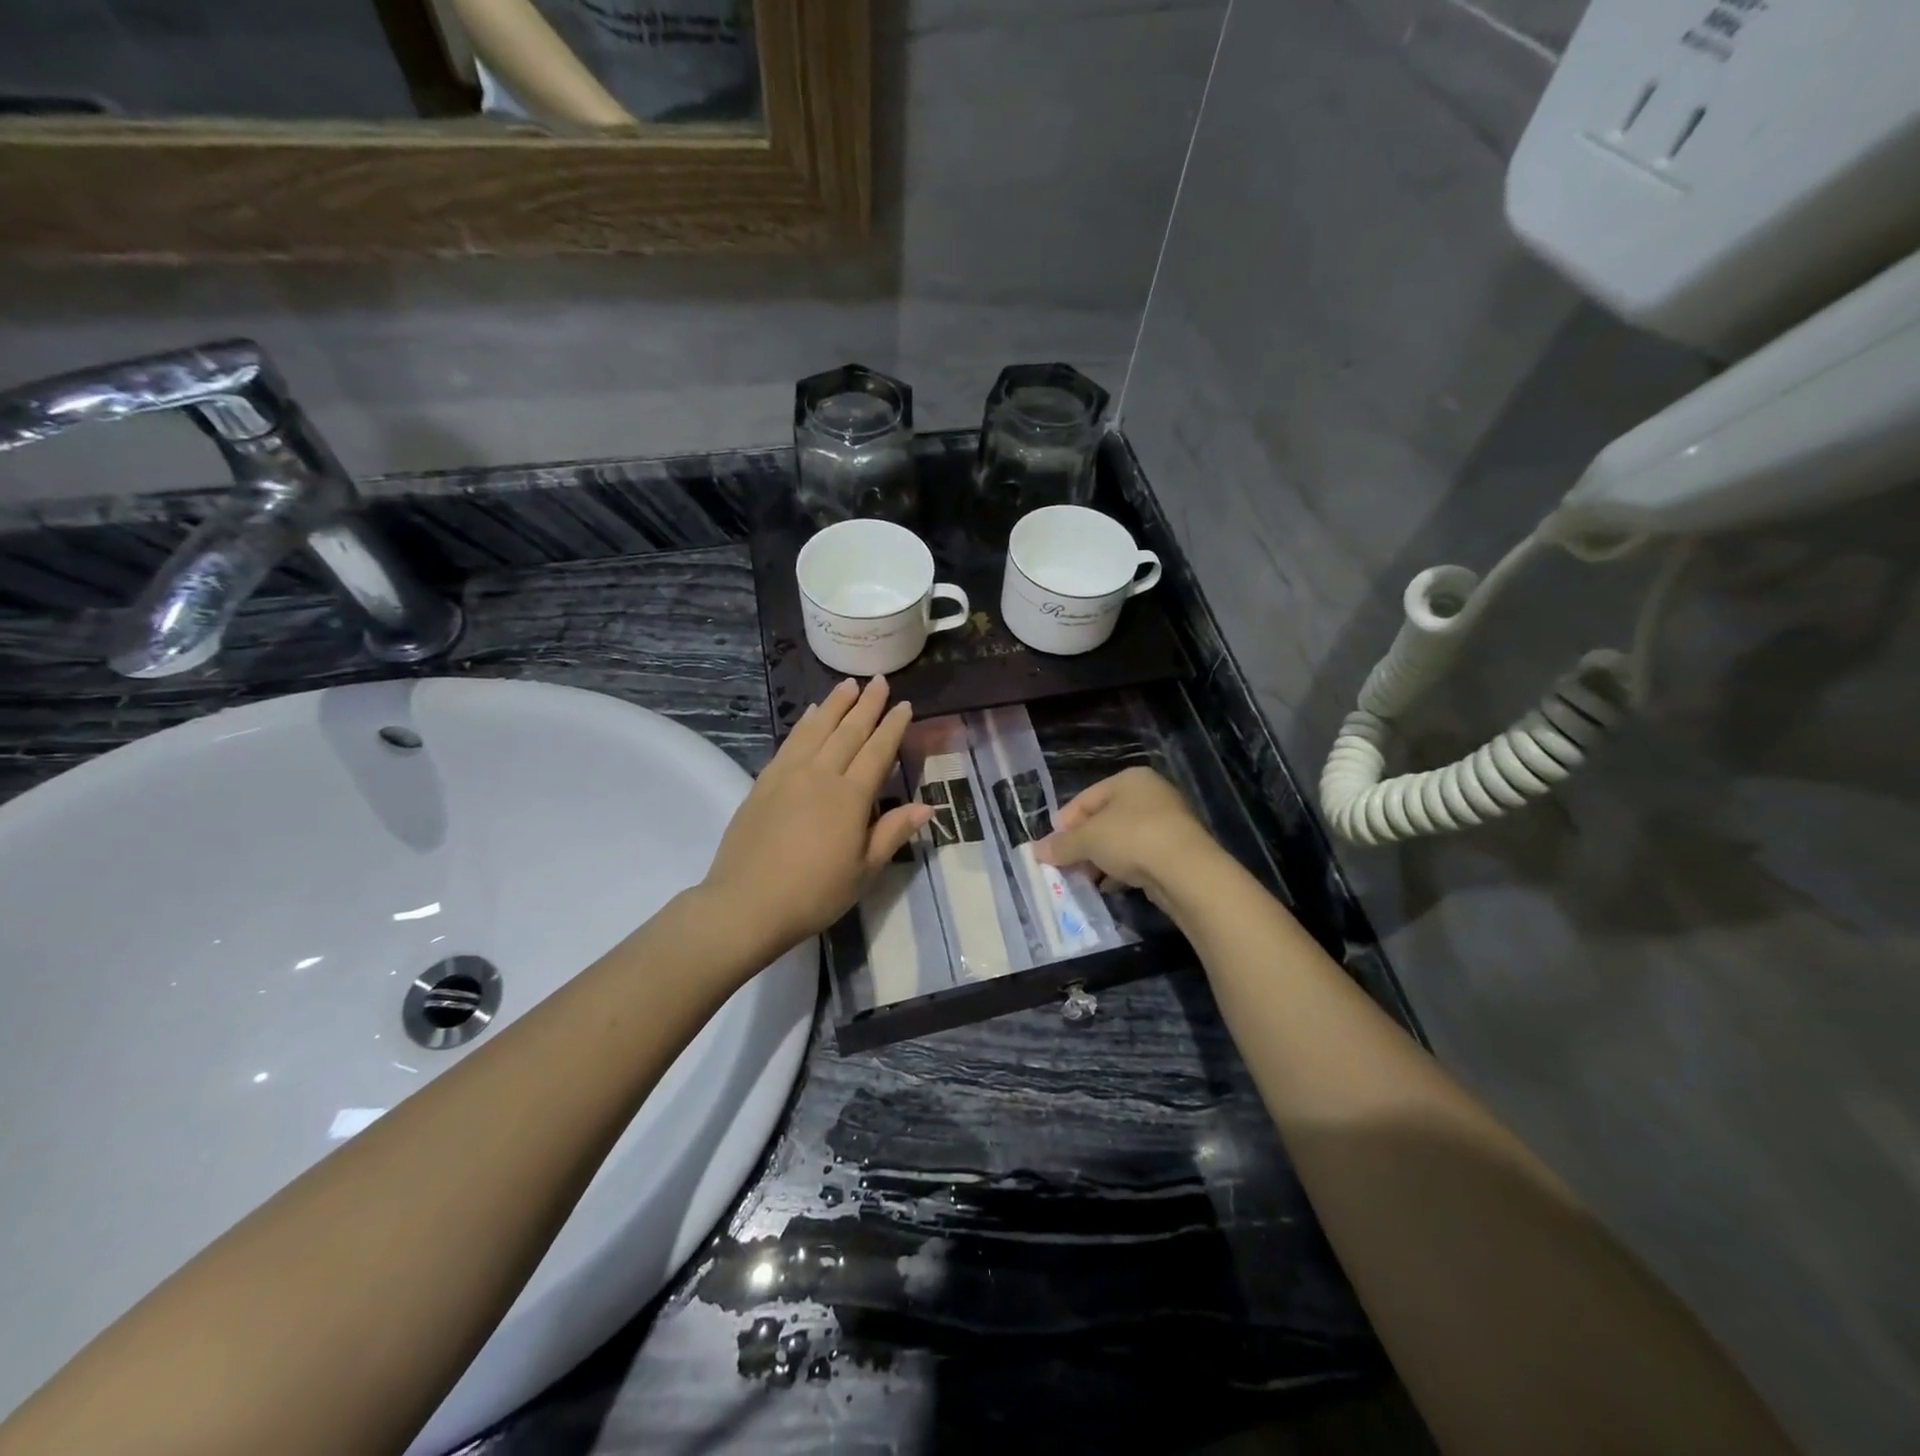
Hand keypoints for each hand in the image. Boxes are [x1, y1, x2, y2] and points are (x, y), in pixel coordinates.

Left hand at [701, 677, 931, 957]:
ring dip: (835, 704)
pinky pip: (790, 742)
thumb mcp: (863, 871)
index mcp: (850, 797)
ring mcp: (789, 775)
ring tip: (849, 685)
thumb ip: (892, 833)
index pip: (877, 751)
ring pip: (817, 728)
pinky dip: (804, 723)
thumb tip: (927, 806)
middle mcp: (821, 775)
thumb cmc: (814, 893)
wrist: (746, 904)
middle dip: (867, 705)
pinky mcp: (764, 782)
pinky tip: (811, 713)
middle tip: (880, 681)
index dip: (893, 727)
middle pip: (848, 731)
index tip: (904, 705)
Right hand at [1034, 767, 1222, 909]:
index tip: (1050, 848)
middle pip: (1104, 819)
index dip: (1065, 823)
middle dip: (1082, 845)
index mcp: (1129, 779)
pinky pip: (1140, 857)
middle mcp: (1150, 795)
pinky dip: (1122, 870)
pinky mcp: (1176, 850)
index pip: (1086, 799)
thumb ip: (1061, 845)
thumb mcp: (1088, 840)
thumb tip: (1036, 851)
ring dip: (1101, 860)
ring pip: (1122, 840)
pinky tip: (1110, 887)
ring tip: (1085, 880)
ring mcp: (1167, 822)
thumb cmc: (1131, 838)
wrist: (1186, 870)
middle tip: (1065, 866)